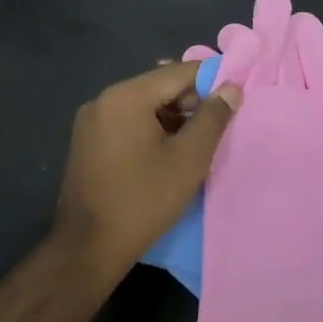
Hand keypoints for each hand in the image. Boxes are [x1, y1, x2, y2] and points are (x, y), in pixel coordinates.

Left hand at [55, 61, 240, 278]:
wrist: (89, 248)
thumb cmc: (144, 199)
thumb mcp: (189, 158)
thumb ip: (213, 117)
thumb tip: (231, 88)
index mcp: (126, 96)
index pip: (178, 72)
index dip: (211, 80)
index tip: (235, 95)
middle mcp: (104, 99)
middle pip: (159, 87)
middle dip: (191, 101)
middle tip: (218, 124)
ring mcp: (91, 121)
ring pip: (143, 105)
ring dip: (172, 117)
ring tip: (197, 140)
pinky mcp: (87, 142)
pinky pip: (126, 122)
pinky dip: (150, 129)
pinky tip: (168, 151)